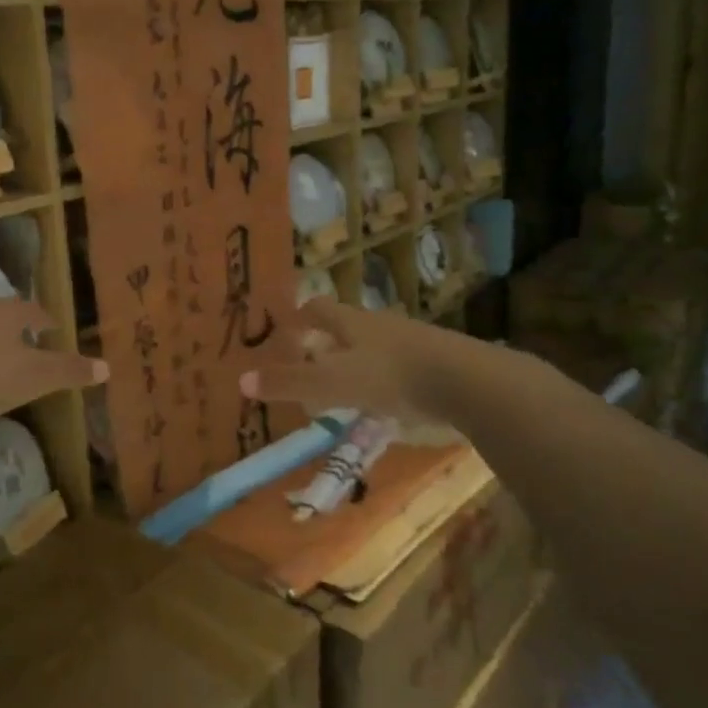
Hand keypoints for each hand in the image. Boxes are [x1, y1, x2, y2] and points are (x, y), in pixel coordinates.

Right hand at [238, 299, 497, 423]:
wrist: (466, 381)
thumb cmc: (391, 376)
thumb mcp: (331, 383)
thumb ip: (289, 383)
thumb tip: (241, 381)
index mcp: (351, 322)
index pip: (318, 308)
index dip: (299, 317)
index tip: (286, 330)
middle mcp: (378, 325)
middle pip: (345, 325)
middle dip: (325, 341)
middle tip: (309, 362)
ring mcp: (410, 341)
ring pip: (372, 345)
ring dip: (354, 360)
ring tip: (342, 386)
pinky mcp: (433, 362)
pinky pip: (398, 364)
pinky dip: (382, 377)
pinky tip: (384, 400)